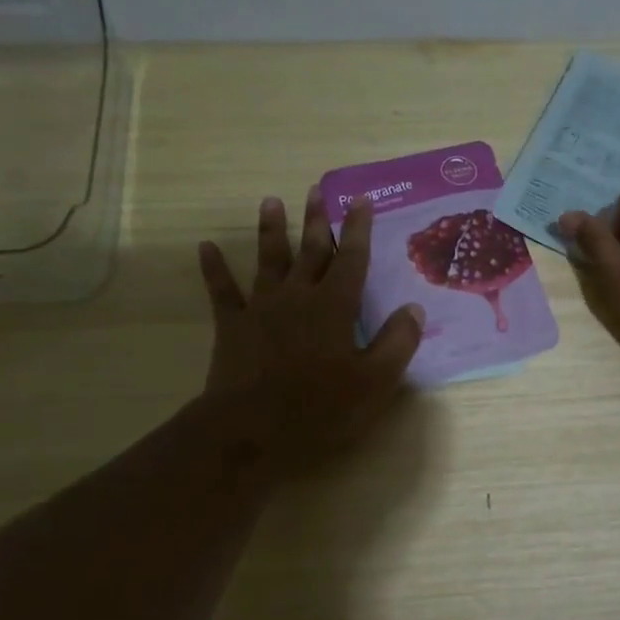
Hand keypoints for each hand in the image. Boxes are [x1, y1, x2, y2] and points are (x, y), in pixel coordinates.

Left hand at [198, 188, 423, 475]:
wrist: (251, 430)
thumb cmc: (320, 409)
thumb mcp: (375, 382)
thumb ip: (398, 342)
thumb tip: (414, 309)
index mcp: (335, 306)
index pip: (352, 259)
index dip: (358, 229)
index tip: (361, 200)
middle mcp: (298, 296)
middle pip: (310, 250)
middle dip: (317, 220)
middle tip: (317, 189)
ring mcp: (261, 308)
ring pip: (268, 260)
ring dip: (270, 231)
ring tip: (270, 202)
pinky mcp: (232, 327)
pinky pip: (222, 291)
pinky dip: (214, 269)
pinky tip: (205, 248)